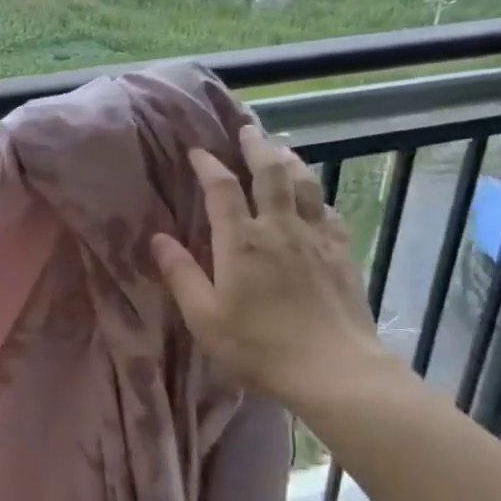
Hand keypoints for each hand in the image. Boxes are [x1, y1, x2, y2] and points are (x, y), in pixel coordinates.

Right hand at [151, 124, 401, 408]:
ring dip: (289, 160)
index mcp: (241, 242)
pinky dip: (315, 195)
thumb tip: (159, 238)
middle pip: (271, 171)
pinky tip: (313, 198)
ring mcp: (316, 237)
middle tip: (246, 130)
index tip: (196, 151)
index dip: (208, 165)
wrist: (335, 370)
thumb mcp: (205, 318)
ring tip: (279, 149)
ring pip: (305, 183)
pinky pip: (328, 210)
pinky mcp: (341, 252)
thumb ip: (181, 275)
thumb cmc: (259, 347)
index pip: (222, 188)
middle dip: (256, 146)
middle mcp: (280, 227)